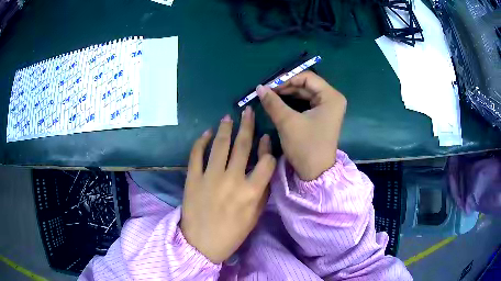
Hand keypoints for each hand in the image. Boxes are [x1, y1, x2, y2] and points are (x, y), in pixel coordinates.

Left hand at [181, 107, 275, 263]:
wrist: (201, 243)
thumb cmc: (232, 233)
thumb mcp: (255, 217)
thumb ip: (263, 192)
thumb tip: (266, 168)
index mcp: (251, 192)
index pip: (266, 161)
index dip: (268, 147)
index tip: (266, 137)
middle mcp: (232, 180)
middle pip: (242, 146)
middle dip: (247, 125)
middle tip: (247, 111)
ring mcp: (210, 177)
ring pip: (220, 145)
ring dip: (225, 128)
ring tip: (228, 116)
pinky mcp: (193, 178)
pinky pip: (196, 154)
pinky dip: (201, 141)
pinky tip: (207, 132)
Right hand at [256, 71, 345, 180]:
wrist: (315, 173)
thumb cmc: (305, 146)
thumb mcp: (287, 122)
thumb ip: (273, 102)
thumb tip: (259, 87)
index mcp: (331, 97)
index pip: (307, 77)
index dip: (286, 79)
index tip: (269, 86)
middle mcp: (332, 99)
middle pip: (306, 85)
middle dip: (286, 87)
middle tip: (267, 91)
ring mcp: (328, 108)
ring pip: (305, 94)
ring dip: (287, 94)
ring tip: (270, 97)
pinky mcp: (322, 116)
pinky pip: (306, 103)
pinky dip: (292, 102)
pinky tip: (279, 103)